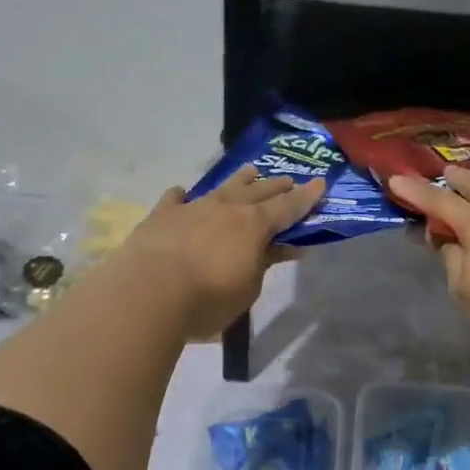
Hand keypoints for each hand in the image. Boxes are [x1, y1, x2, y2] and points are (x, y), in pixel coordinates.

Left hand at [113, 165, 324, 340]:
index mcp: (254, 225)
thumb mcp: (248, 288)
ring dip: (240, 180)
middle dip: (276, 186)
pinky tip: (182, 193)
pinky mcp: (161, 216)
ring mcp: (192, 208)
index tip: (321, 183)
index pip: (288, 207)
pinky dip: (183, 196)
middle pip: (257, 192)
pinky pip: (175, 200)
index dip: (306, 197)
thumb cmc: (208, 298)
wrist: (148, 293)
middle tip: (289, 180)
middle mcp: (226, 208)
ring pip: (222, 187)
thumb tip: (277, 248)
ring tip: (251, 171)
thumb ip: (263, 263)